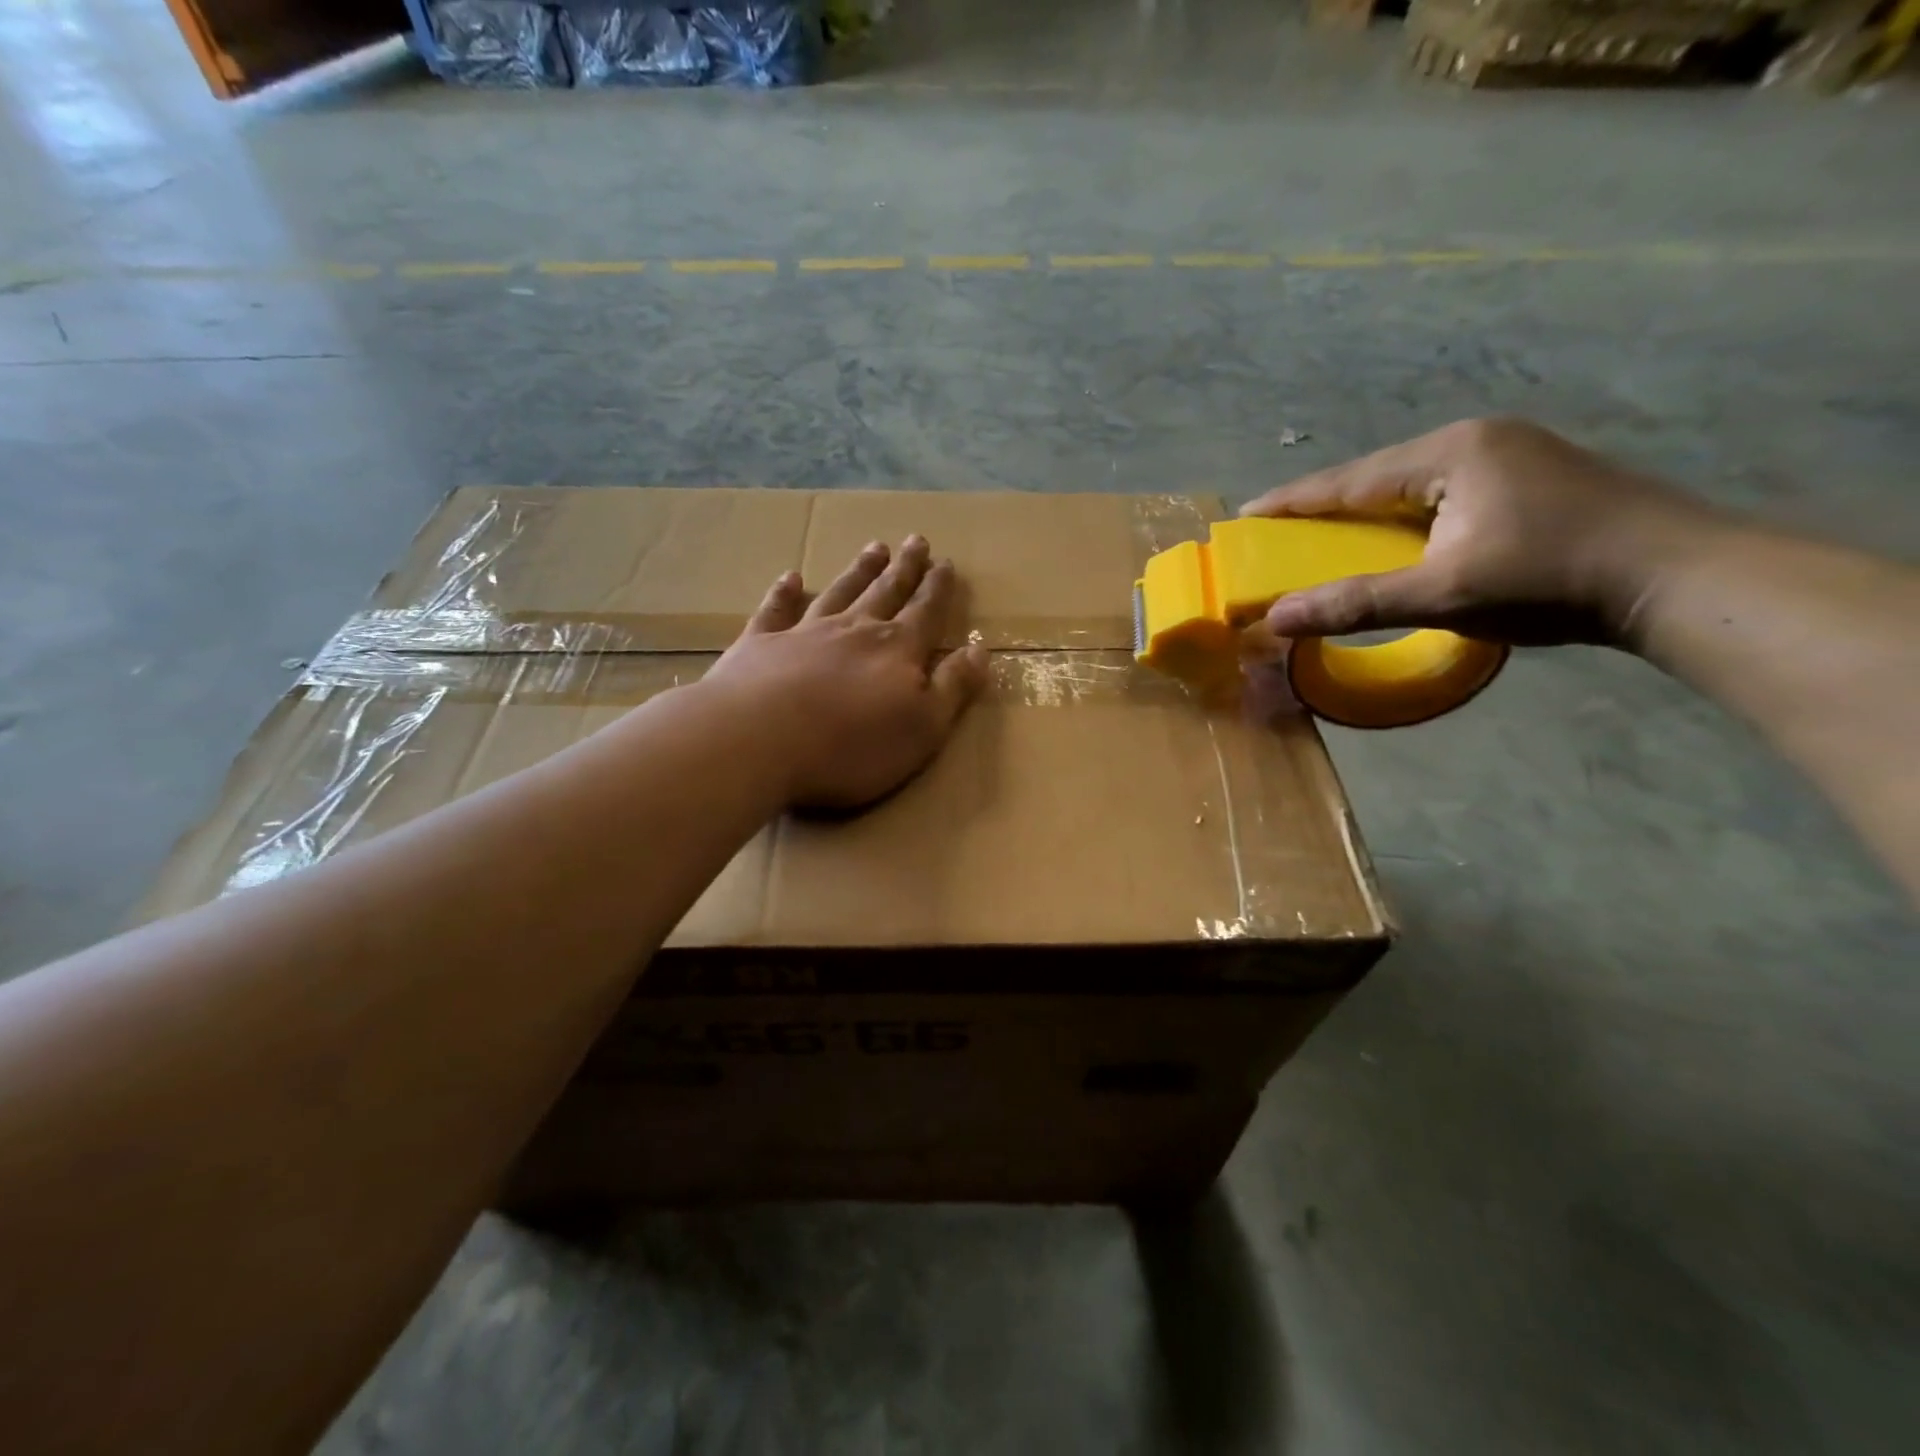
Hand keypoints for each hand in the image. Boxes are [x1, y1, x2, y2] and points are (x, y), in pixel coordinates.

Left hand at [703, 535, 987, 809]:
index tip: (946, 563)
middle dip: (904, 569)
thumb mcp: (923, 727)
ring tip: (874, 548)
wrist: (759, 740)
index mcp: (897, 651)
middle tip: (916, 540)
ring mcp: (804, 633)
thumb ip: (953, 688)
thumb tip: (980, 650)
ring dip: (859, 571)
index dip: (938, 590)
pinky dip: (785, 592)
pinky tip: (791, 578)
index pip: (926, 613)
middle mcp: (855, 631)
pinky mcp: (760, 644)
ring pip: (840, 592)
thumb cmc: (851, 746)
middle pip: (885, 592)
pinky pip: (776, 610)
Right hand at [1240, 418, 1726, 647]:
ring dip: (1367, 514)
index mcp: (1449, 452)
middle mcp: (1476, 439)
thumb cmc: (1550, 579)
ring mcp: (1510, 454)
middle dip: (1326, 507)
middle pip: (1377, 476)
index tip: (1245, 516)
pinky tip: (1396, 539)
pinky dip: (1405, 519)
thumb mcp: (1442, 593)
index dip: (1292, 501)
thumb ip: (1355, 603)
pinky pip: (1441, 495)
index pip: (1349, 478)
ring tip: (1328, 539)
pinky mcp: (1530, 478)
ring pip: (1411, 486)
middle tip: (1281, 534)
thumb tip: (1275, 618)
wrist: (1678, 578)